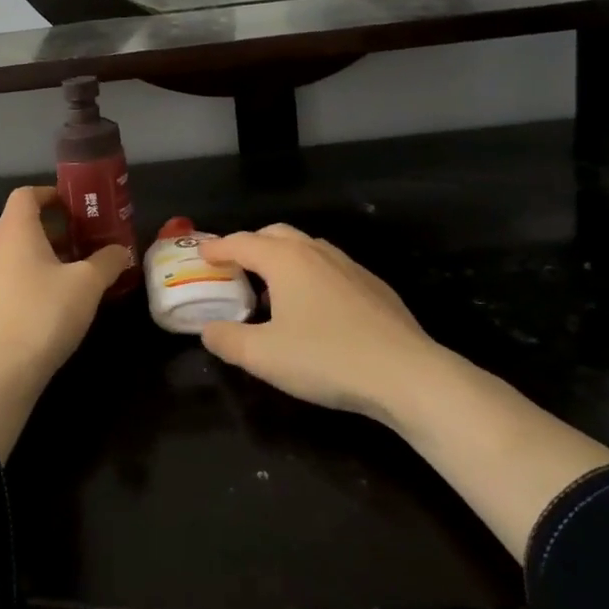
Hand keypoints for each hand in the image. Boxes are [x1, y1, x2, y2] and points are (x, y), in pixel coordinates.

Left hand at [0, 186, 129, 457]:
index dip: (50, 194)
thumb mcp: (87, 284)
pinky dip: (32, 278)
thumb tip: (122, 251)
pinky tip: (55, 302)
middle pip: (22, 224)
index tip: (75, 205)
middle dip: (55, 228)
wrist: (1, 373)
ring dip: (45, 255)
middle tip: (85, 239)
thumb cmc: (45, 314)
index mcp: (15, 232)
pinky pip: (10, 279)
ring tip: (76, 272)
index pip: (26, 195)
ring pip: (16, 254)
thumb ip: (107, 261)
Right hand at [198, 224, 447, 422]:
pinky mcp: (373, 285)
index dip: (218, 247)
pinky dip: (309, 273)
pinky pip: (329, 266)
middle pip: (275, 234)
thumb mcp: (263, 356)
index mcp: (285, 260)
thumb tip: (208, 329)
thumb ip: (227, 340)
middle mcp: (315, 252)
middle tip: (234, 266)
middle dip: (250, 245)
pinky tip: (314, 306)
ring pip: (306, 247)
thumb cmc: (326, 358)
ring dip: (282, 258)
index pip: (242, 242)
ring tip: (271, 287)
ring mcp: (349, 265)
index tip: (202, 253)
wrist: (406, 373)